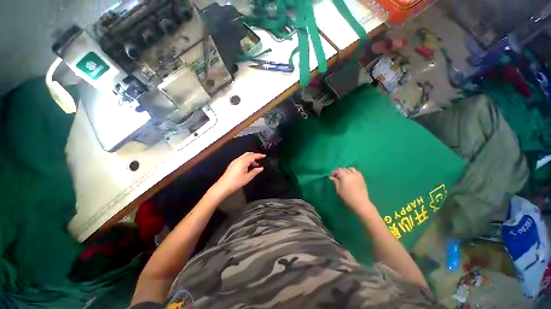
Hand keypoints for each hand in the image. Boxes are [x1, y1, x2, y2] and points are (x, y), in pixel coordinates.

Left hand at [212, 152, 265, 197]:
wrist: (223, 186)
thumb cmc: (237, 182)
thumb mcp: (248, 177)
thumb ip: (255, 171)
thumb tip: (261, 168)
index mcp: (243, 161)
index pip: (253, 156)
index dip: (259, 155)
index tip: (264, 155)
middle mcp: (239, 159)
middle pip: (248, 154)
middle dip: (254, 155)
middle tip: (260, 158)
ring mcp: (235, 161)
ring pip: (244, 156)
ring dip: (250, 158)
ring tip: (255, 165)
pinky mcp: (232, 164)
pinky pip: (241, 159)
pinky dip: (246, 160)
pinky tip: (248, 166)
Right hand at [330, 168, 373, 215]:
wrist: (360, 202)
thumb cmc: (347, 197)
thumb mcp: (339, 189)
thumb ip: (336, 182)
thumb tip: (332, 177)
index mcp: (345, 176)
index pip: (338, 170)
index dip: (334, 172)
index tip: (332, 176)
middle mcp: (351, 174)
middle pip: (344, 169)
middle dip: (340, 171)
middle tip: (337, 177)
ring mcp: (357, 176)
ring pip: (351, 169)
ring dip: (347, 170)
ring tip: (344, 176)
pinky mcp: (362, 179)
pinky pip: (357, 172)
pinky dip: (353, 172)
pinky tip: (351, 177)